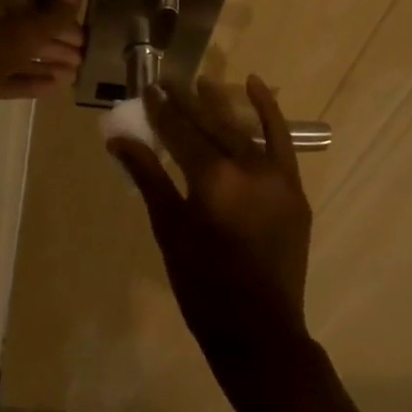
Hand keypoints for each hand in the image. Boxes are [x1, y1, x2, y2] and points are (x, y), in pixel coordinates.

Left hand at [0, 0, 85, 136]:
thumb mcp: (22, 32)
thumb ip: (52, 16)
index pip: (28, 7)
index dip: (58, 24)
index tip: (82, 41)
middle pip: (19, 31)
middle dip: (51, 47)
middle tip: (80, 62)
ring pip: (8, 55)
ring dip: (39, 65)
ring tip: (70, 78)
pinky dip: (19, 80)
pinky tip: (48, 88)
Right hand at [108, 76, 313, 372]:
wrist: (259, 330)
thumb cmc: (202, 284)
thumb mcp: (168, 229)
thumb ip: (147, 176)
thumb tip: (118, 139)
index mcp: (212, 179)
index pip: (181, 132)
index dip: (162, 110)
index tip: (149, 89)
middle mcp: (247, 167)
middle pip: (211, 124)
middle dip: (186, 102)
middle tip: (167, 82)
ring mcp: (276, 176)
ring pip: (242, 128)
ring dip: (221, 104)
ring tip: (202, 82)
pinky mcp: (293, 188)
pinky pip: (280, 141)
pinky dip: (269, 112)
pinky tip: (257, 85)